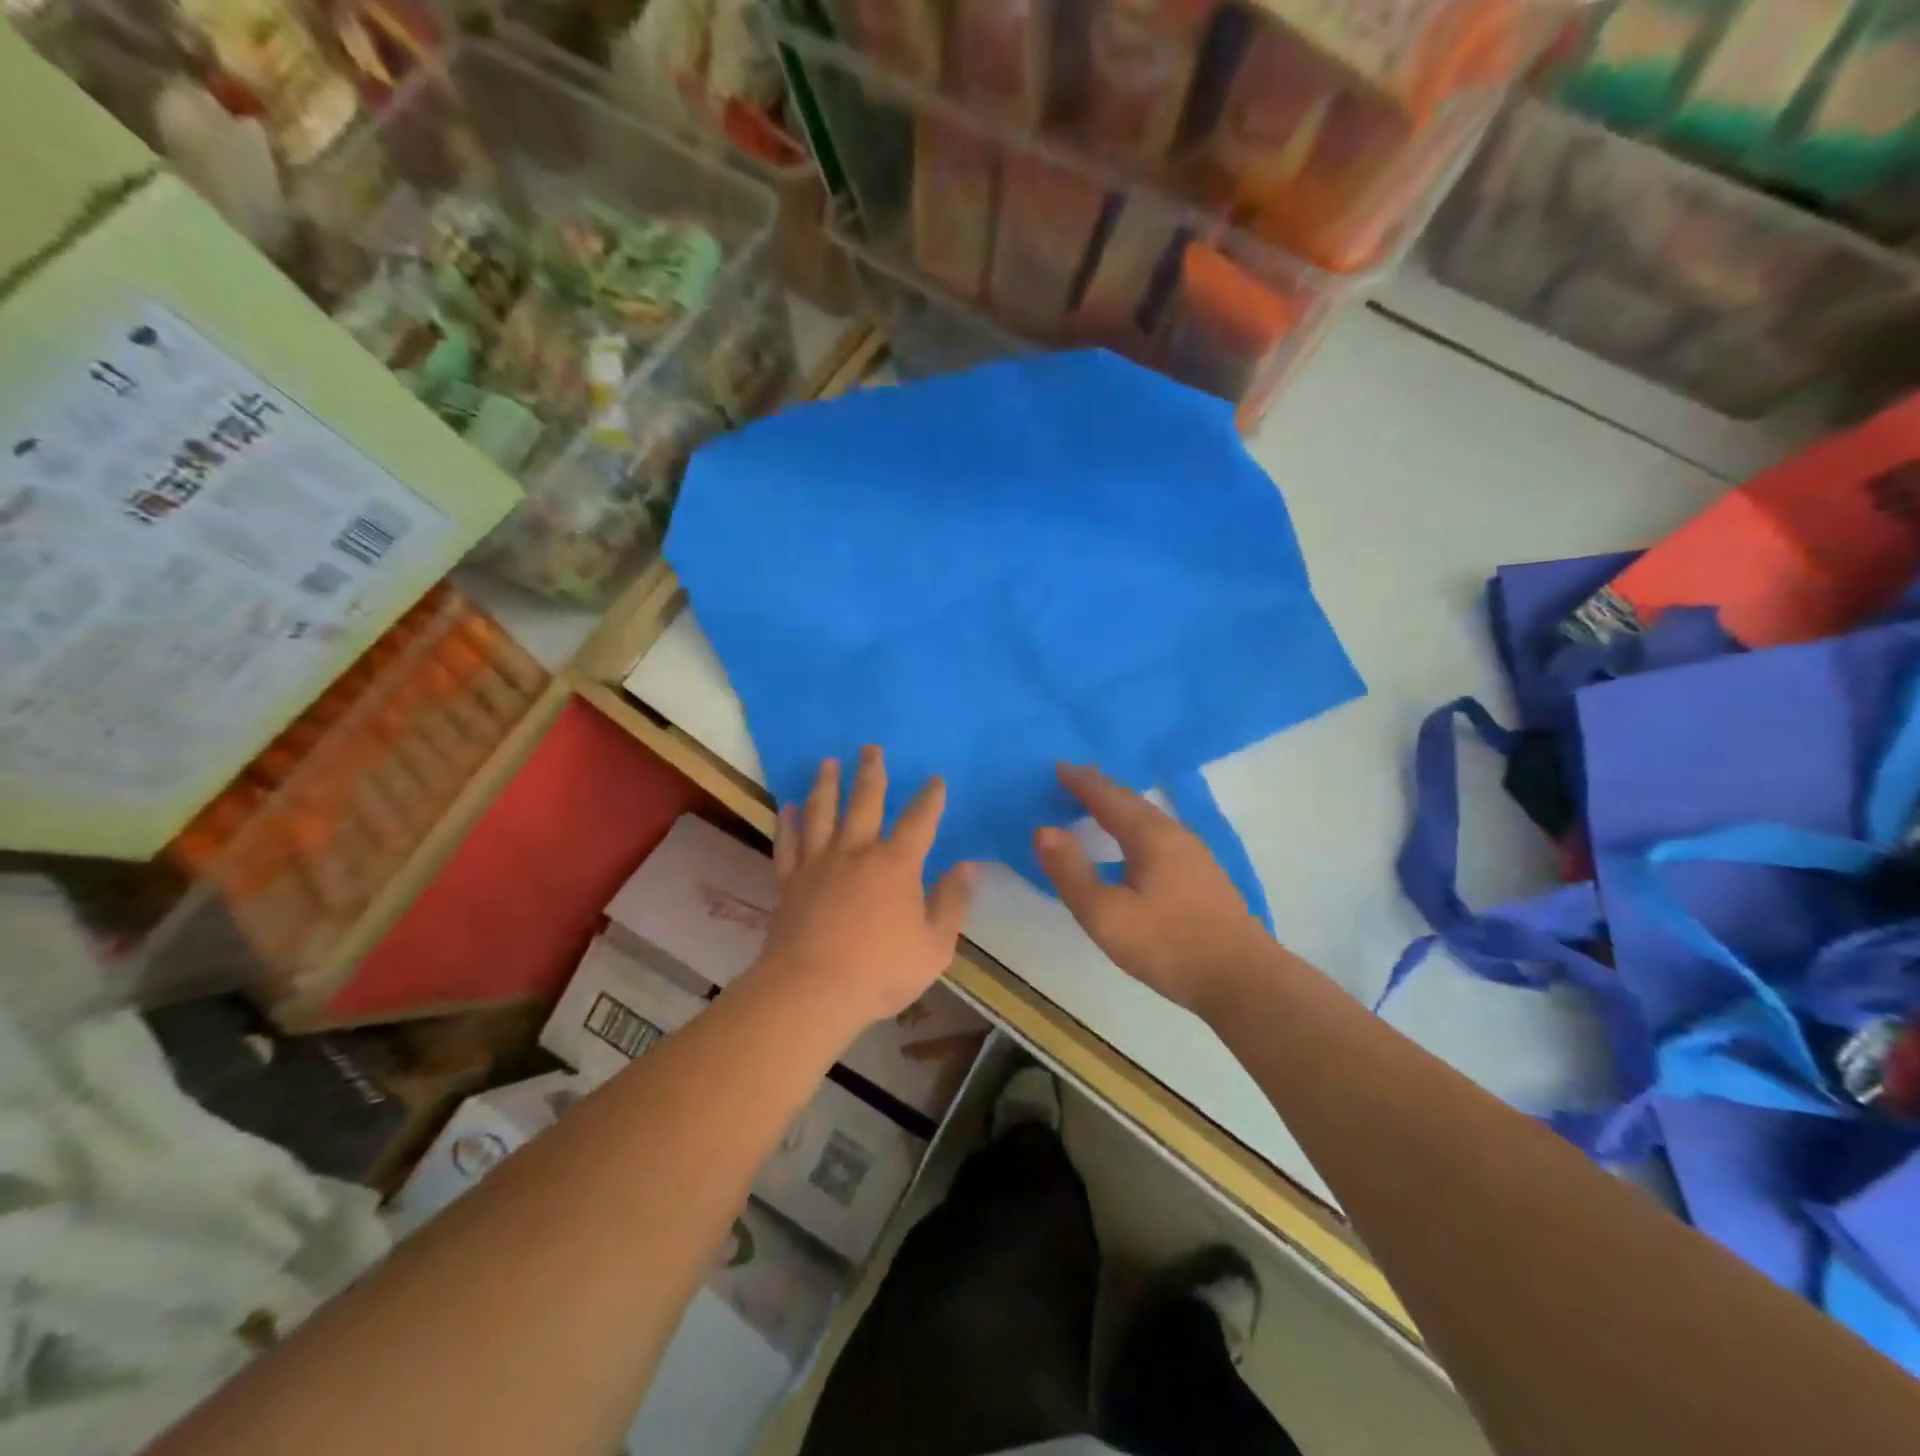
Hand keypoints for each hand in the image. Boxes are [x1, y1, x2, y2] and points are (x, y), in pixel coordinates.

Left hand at [755, 747, 979, 1035]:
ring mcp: (819, 864)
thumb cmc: (880, 971)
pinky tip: (788, 806)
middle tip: (870, 747)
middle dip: (871, 773)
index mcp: (896, 865)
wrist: (811, 991)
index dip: (930, 798)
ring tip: (827, 763)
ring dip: (826, 785)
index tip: (934, 779)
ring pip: (822, 813)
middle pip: (865, 802)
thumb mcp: (934, 946)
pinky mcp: (789, 881)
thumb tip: (968, 866)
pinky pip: (788, 843)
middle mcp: (856, 852)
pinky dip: (788, 822)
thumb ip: (952, 902)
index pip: (919, 821)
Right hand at [1034, 763, 1273, 1019]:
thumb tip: (1043, 830)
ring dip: (1120, 807)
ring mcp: (1194, 855)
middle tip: (1074, 778)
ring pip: (1149, 819)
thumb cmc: (1168, 944)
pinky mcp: (1203, 876)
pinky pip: (1159, 835)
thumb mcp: (1105, 915)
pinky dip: (1135, 827)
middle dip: (1101, 789)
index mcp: (1150, 836)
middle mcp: (1175, 834)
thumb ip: (1071, 872)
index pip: (1109, 797)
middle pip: (1132, 802)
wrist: (1243, 980)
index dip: (1081, 782)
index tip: (1058, 767)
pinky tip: (1133, 845)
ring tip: (1098, 806)